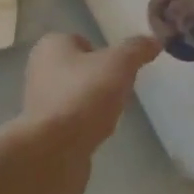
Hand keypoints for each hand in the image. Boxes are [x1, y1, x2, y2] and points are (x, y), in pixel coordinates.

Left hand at [9, 32, 159, 193]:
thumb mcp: (119, 64)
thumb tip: (154, 40)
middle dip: (100, 79)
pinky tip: (99, 133)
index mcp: (50, 47)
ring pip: (76, 96)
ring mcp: (39, 104)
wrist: (53, 152)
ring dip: (94, 104)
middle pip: (80, 69)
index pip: (81, 40)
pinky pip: (72, 122)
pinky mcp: (44, 133)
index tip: (122, 67)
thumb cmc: (83, 96)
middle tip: (121, 90)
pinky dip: (86, 126)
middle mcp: (39, 71)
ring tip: (112, 114)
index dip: (103, 52)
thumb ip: (137, 49)